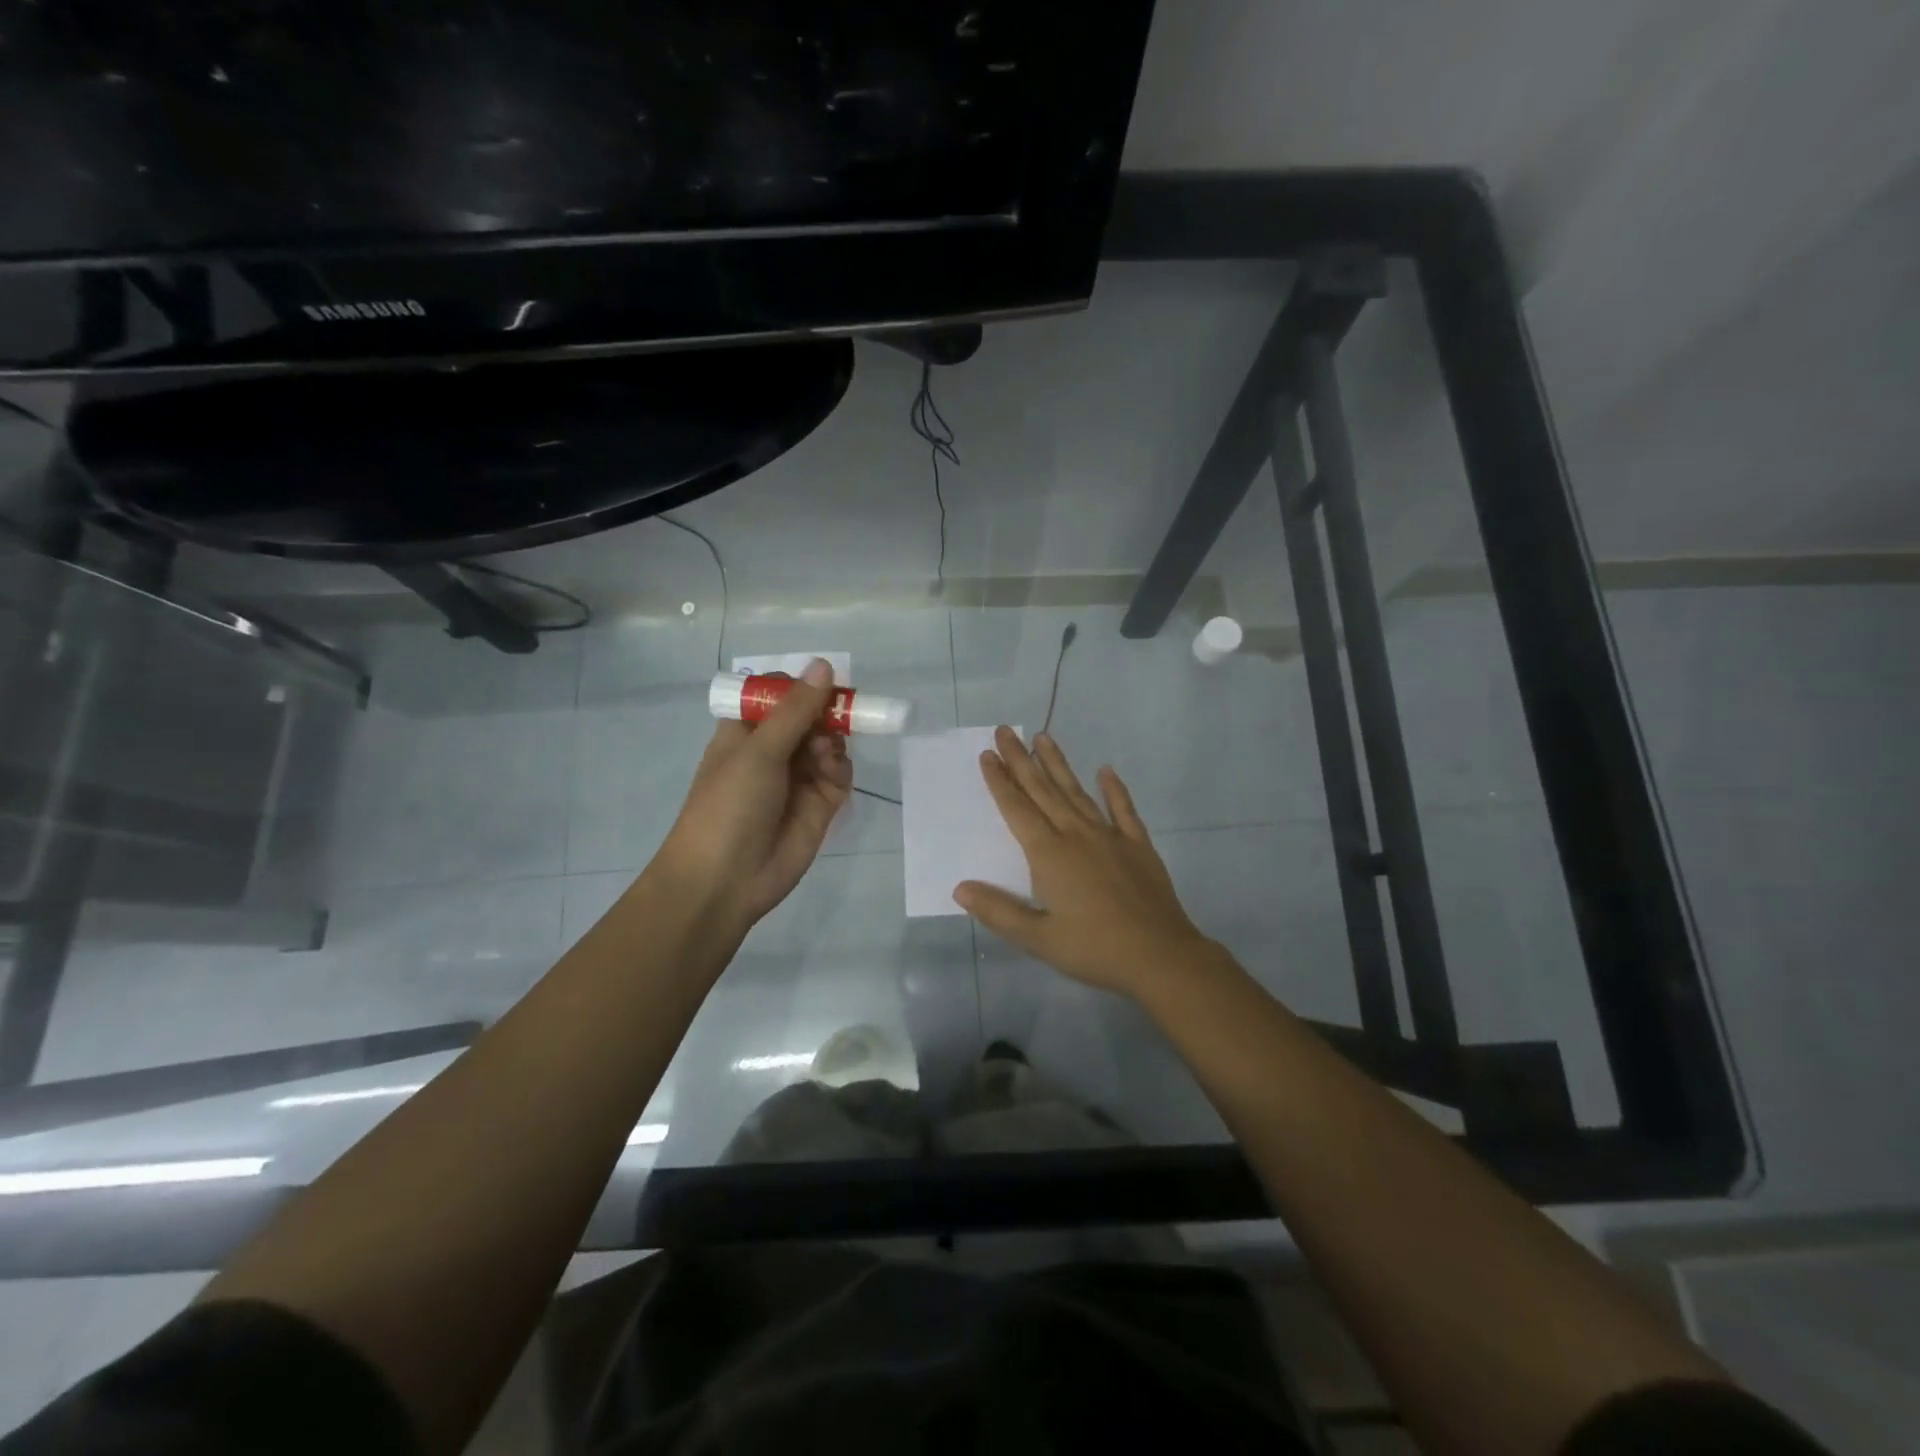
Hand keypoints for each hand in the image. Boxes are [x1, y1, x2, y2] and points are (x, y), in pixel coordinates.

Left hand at [656, 659, 852, 928]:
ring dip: (832, 740)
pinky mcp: (821, 803)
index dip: (800, 685)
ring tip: (822, 754)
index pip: (778, 693)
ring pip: (830, 741)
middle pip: (811, 714)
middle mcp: (774, 749)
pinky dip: (841, 767)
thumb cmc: (729, 804)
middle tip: (837, 714)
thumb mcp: (759, 750)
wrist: (726, 879)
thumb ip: (796, 709)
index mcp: (746, 730)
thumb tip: (824, 664)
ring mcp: (799, 776)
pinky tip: (831, 773)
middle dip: (826, 711)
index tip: (822, 683)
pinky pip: (840, 772)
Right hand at [954, 728, 1219, 999]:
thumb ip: (998, 911)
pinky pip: (1123, 809)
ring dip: (1058, 765)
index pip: (1017, 809)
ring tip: (1042, 737)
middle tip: (1005, 731)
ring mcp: (1110, 837)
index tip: (987, 755)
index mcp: (1049, 855)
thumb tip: (960, 887)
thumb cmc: (1094, 949)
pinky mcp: (1137, 845)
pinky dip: (1114, 789)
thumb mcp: (1038, 938)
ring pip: (1077, 792)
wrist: (1160, 956)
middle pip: (1043, 791)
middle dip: (1021, 760)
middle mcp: (1076, 835)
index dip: (1000, 782)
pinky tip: (1106, 770)